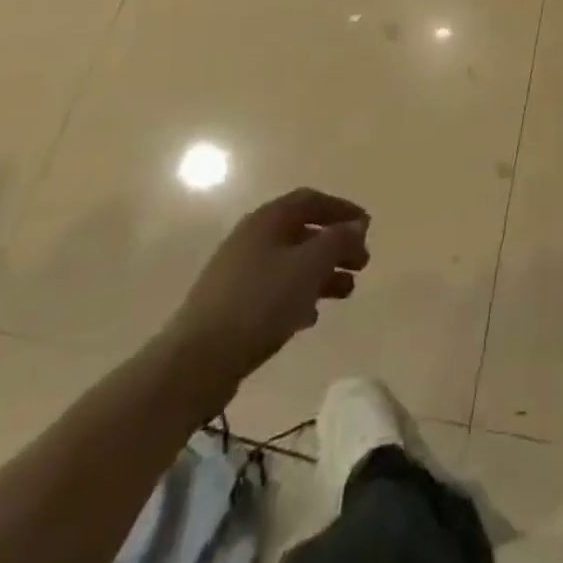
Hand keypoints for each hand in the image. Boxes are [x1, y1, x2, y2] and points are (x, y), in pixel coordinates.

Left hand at [163, 188, 370, 407]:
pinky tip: (312, 317)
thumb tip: (356, 225)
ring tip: (347, 292)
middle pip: (303, 232)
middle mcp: (252, 238)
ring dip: (322, 273)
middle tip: (362, 263)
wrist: (195, 362)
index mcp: (268, 220)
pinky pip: (275, 289)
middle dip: (336, 245)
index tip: (367, 226)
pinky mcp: (232, 305)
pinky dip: (299, 296)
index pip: (311, 200)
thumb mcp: (308, 266)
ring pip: (291, 263)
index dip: (341, 209)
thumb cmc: (259, 303)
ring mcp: (239, 272)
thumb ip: (337, 241)